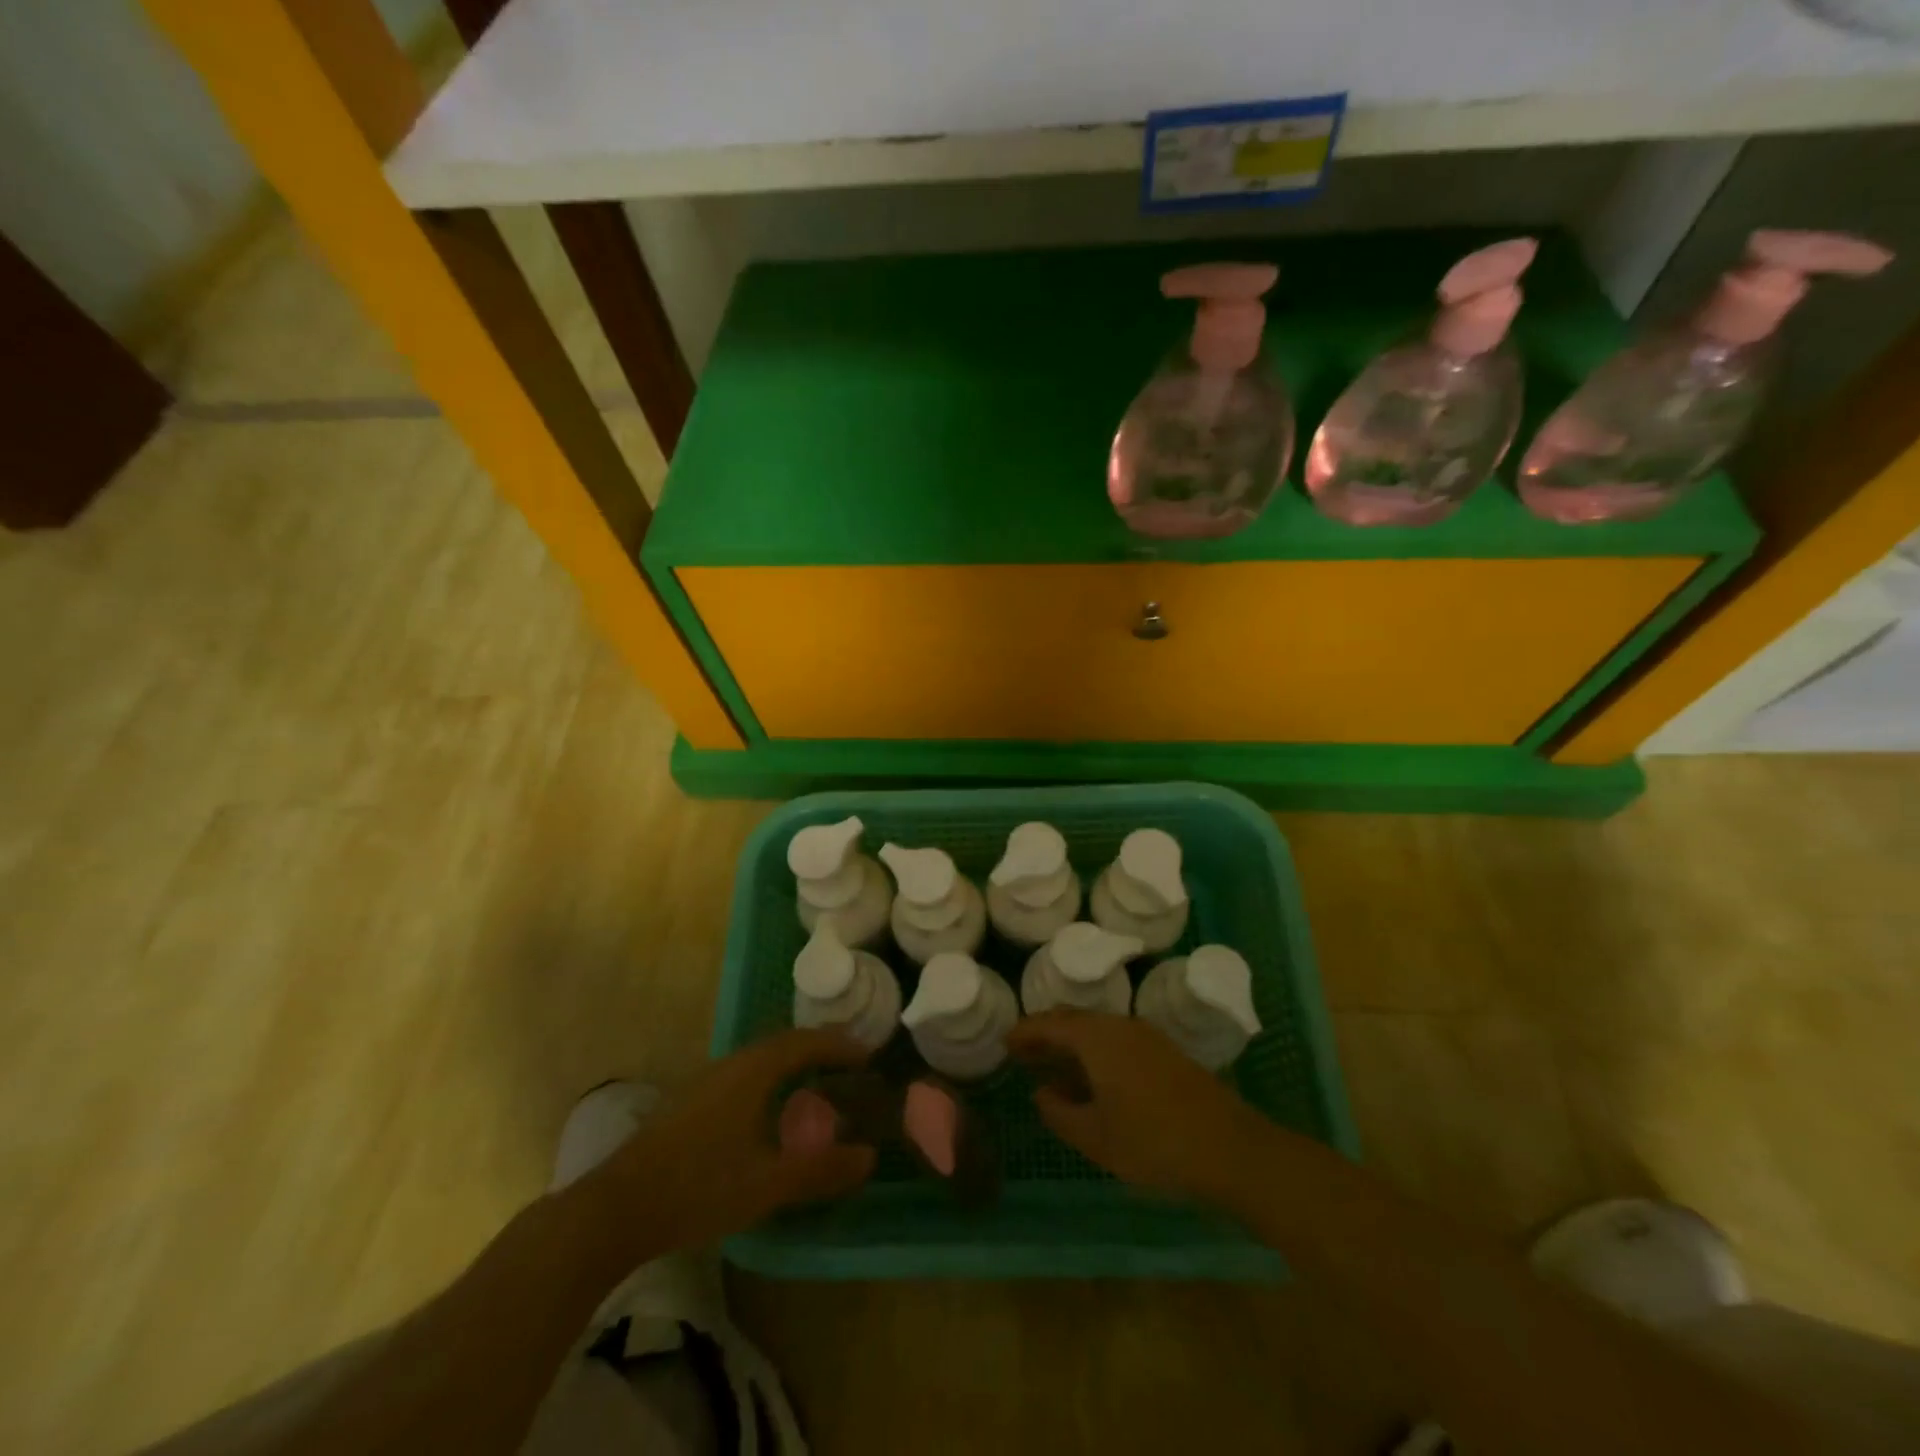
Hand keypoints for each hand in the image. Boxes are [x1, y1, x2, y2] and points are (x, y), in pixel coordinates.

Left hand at [585, 1030, 877, 1258]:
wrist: (615, 1210)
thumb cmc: (698, 1188)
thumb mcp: (767, 1184)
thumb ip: (820, 1170)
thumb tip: (869, 1157)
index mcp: (751, 1071)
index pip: (804, 1042)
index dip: (839, 1045)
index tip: (868, 1054)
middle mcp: (729, 1065)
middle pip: (782, 1044)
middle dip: (818, 1049)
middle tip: (849, 1065)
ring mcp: (705, 1083)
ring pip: (759, 1060)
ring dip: (792, 1064)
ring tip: (817, 1083)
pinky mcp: (689, 1104)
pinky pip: (743, 1077)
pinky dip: (770, 1081)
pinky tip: (770, 1113)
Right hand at [1008, 1012, 1274, 1205]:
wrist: (1230, 1147)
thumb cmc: (1153, 1142)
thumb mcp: (1097, 1138)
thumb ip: (1060, 1113)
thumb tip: (1042, 1093)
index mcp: (1097, 1039)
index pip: (1051, 1024)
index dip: (1025, 1032)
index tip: (1005, 1042)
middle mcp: (1120, 1026)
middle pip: (1074, 1021)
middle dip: (1046, 1035)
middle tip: (1023, 1055)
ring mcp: (1146, 1037)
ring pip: (1097, 1030)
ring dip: (1072, 1045)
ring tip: (1053, 1069)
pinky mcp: (1165, 1052)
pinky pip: (1117, 1040)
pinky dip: (1095, 1052)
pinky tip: (1093, 1080)